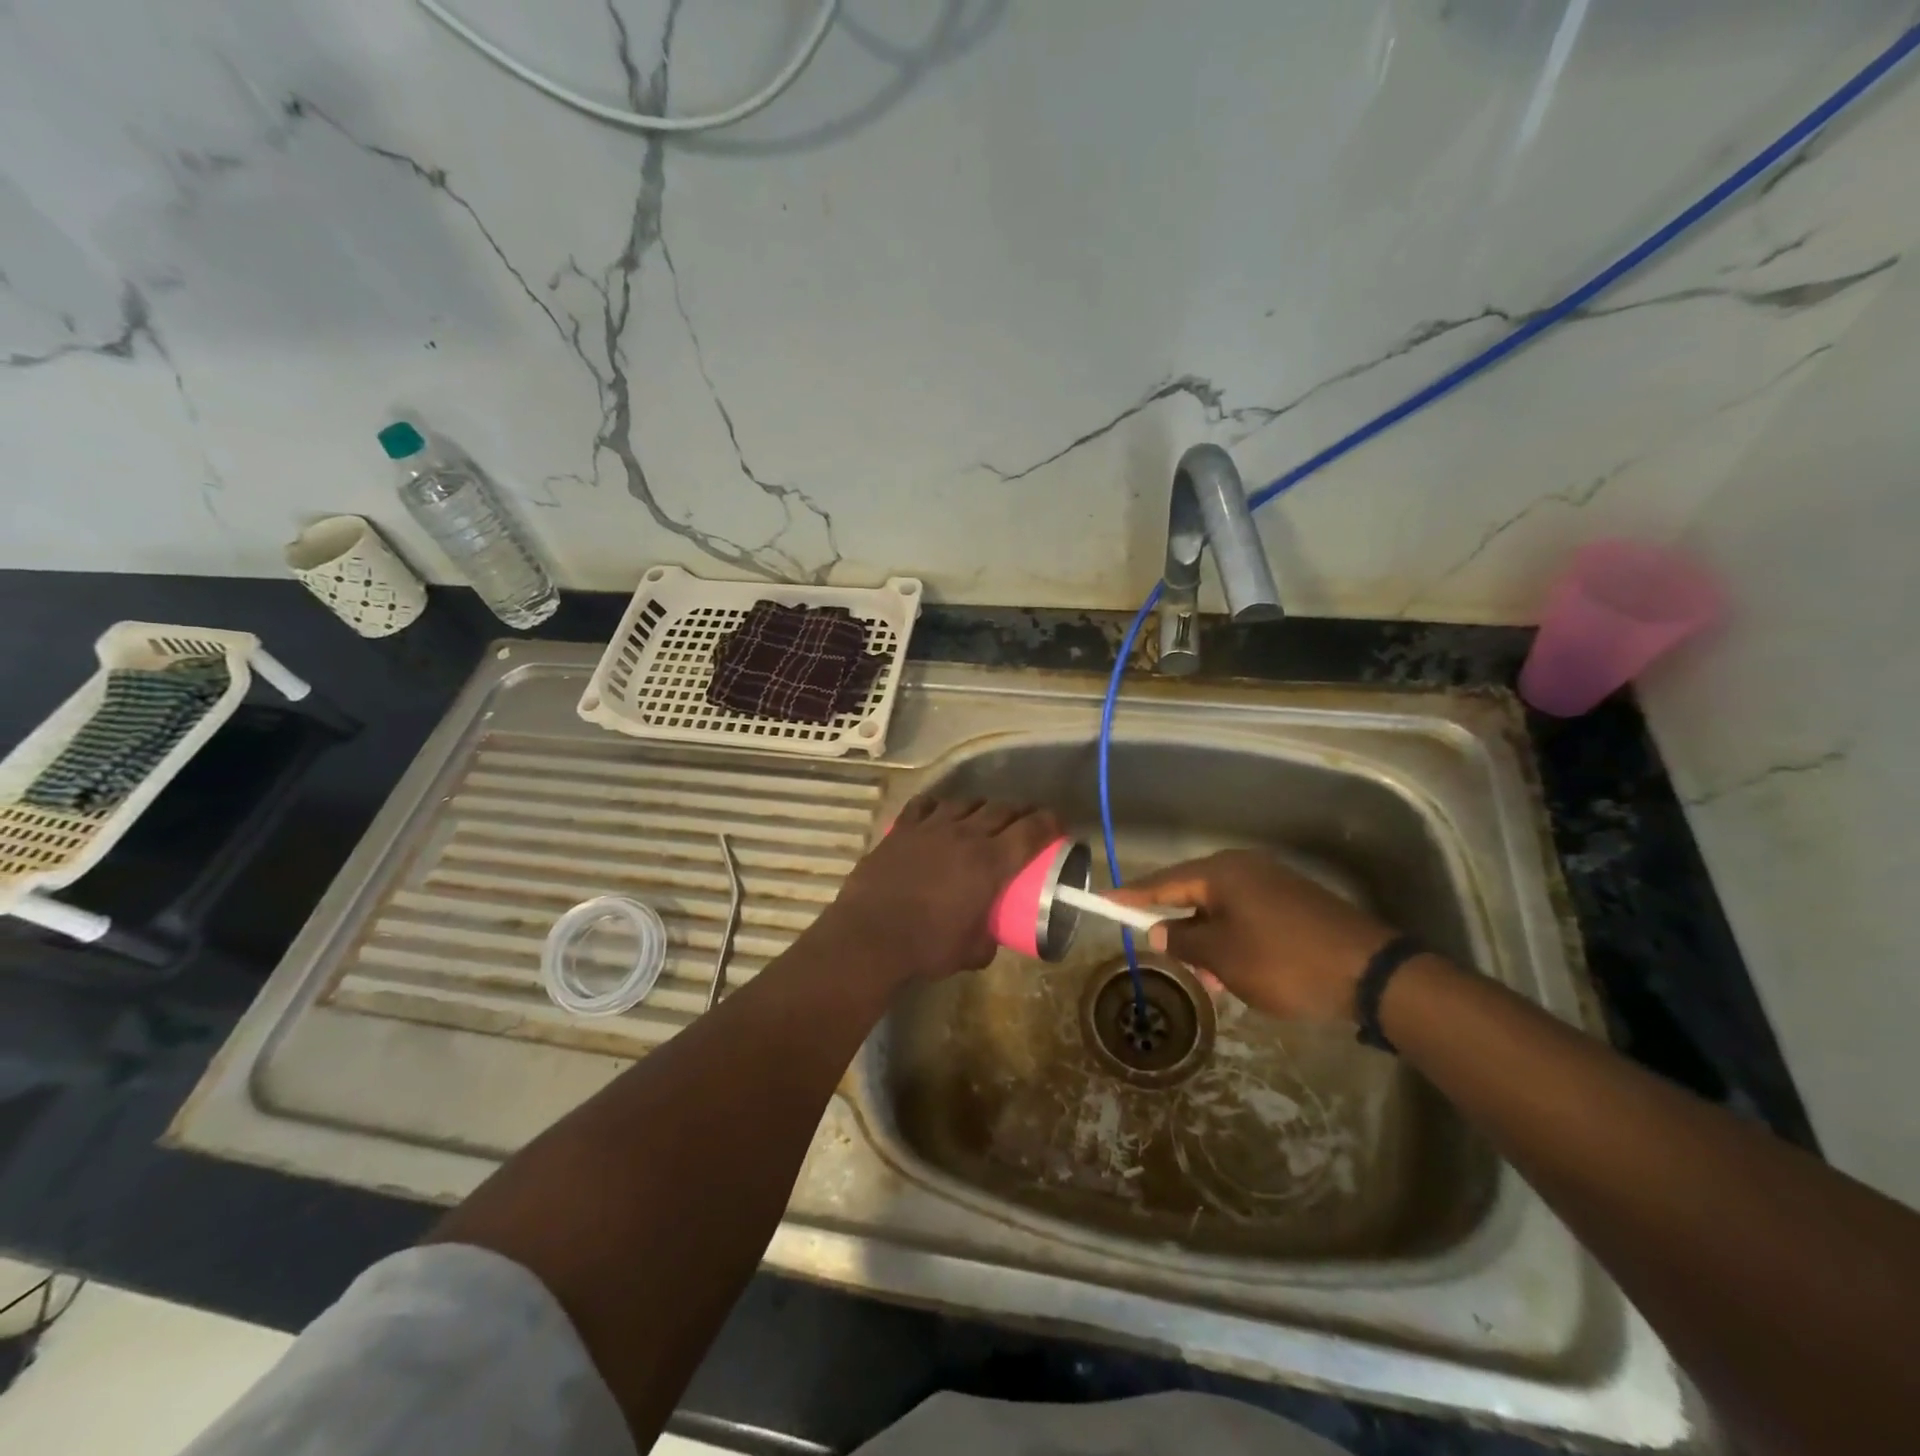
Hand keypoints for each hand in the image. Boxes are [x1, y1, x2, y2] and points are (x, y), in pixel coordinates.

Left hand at [813, 795, 1061, 985]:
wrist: (870, 937)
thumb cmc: (927, 947)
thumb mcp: (972, 952)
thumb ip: (989, 938)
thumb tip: (991, 934)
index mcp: (991, 863)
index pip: (1032, 829)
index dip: (1050, 822)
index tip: (1057, 825)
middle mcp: (966, 835)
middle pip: (1003, 809)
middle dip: (1020, 812)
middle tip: (1024, 822)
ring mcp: (931, 827)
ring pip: (967, 802)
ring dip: (982, 807)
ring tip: (983, 818)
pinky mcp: (902, 828)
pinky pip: (926, 804)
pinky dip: (939, 805)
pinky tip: (940, 813)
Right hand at [1108, 849, 1395, 1024]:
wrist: (1372, 973)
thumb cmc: (1285, 961)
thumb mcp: (1224, 957)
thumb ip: (1184, 940)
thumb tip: (1159, 929)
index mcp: (1223, 873)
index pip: (1164, 881)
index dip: (1133, 894)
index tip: (1104, 900)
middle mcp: (1245, 869)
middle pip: (1194, 894)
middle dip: (1178, 928)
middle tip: (1163, 955)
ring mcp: (1274, 884)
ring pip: (1223, 911)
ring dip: (1209, 942)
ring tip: (1211, 982)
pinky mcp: (1295, 904)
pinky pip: (1248, 918)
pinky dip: (1234, 942)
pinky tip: (1239, 975)